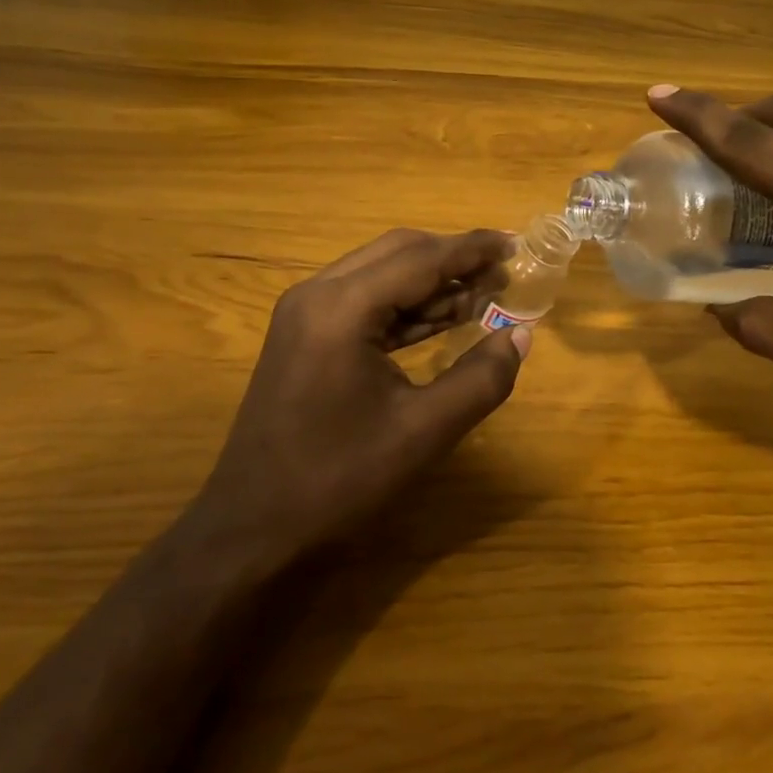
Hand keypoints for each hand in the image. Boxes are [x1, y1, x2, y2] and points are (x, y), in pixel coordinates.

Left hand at [196, 228, 529, 573]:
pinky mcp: (304, 335)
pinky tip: (444, 318)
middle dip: (454, 258)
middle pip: (398, 253)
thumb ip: (481, 379)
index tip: (516, 244)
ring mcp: (305, 313)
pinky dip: (406, 305)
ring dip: (432, 281)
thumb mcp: (424, 432)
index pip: (421, 259)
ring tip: (485, 294)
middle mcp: (318, 294)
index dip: (473, 249)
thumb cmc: (338, 479)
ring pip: (381, 273)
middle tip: (503, 272)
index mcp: (342, 308)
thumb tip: (520, 334)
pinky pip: (365, 301)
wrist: (253, 527)